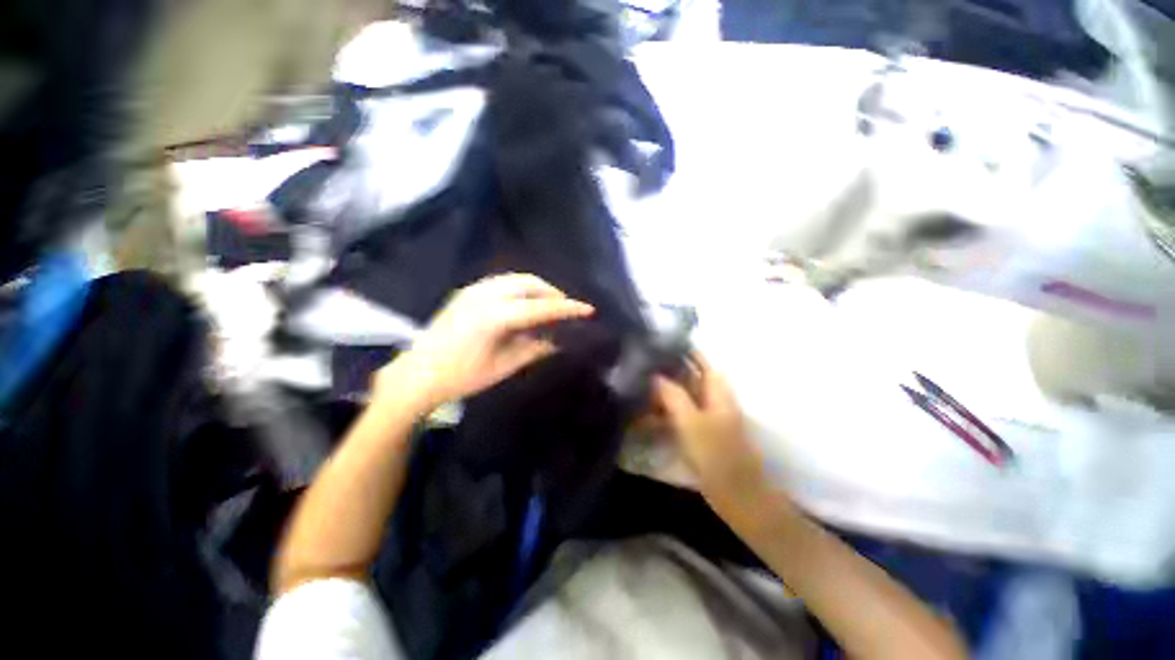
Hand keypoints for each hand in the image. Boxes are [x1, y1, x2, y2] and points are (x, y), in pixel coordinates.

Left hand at [374, 274, 593, 413]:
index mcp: (496, 316)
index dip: (568, 308)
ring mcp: (474, 289)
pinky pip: (503, 282)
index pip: (542, 307)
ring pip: (517, 279)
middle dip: (553, 293)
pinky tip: (524, 304)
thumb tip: (558, 341)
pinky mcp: (467, 291)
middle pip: (531, 284)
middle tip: (566, 309)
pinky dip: (521, 289)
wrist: (417, 374)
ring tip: (548, 306)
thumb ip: (535, 349)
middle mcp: (486, 295)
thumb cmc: (462, 377)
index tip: (588, 309)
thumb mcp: (504, 366)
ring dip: (538, 289)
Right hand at [653, 353, 765, 499]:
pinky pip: (677, 412)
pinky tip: (644, 412)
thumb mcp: (691, 421)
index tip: (657, 341)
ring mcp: (705, 414)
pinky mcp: (698, 430)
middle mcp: (711, 396)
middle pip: (688, 374)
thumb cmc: (716, 455)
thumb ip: (672, 395)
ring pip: (680, 393)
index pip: (700, 358)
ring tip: (636, 385)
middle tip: (639, 363)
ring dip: (661, 390)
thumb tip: (655, 375)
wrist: (736, 495)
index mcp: (717, 388)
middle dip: (666, 368)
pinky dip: (662, 410)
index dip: (681, 348)